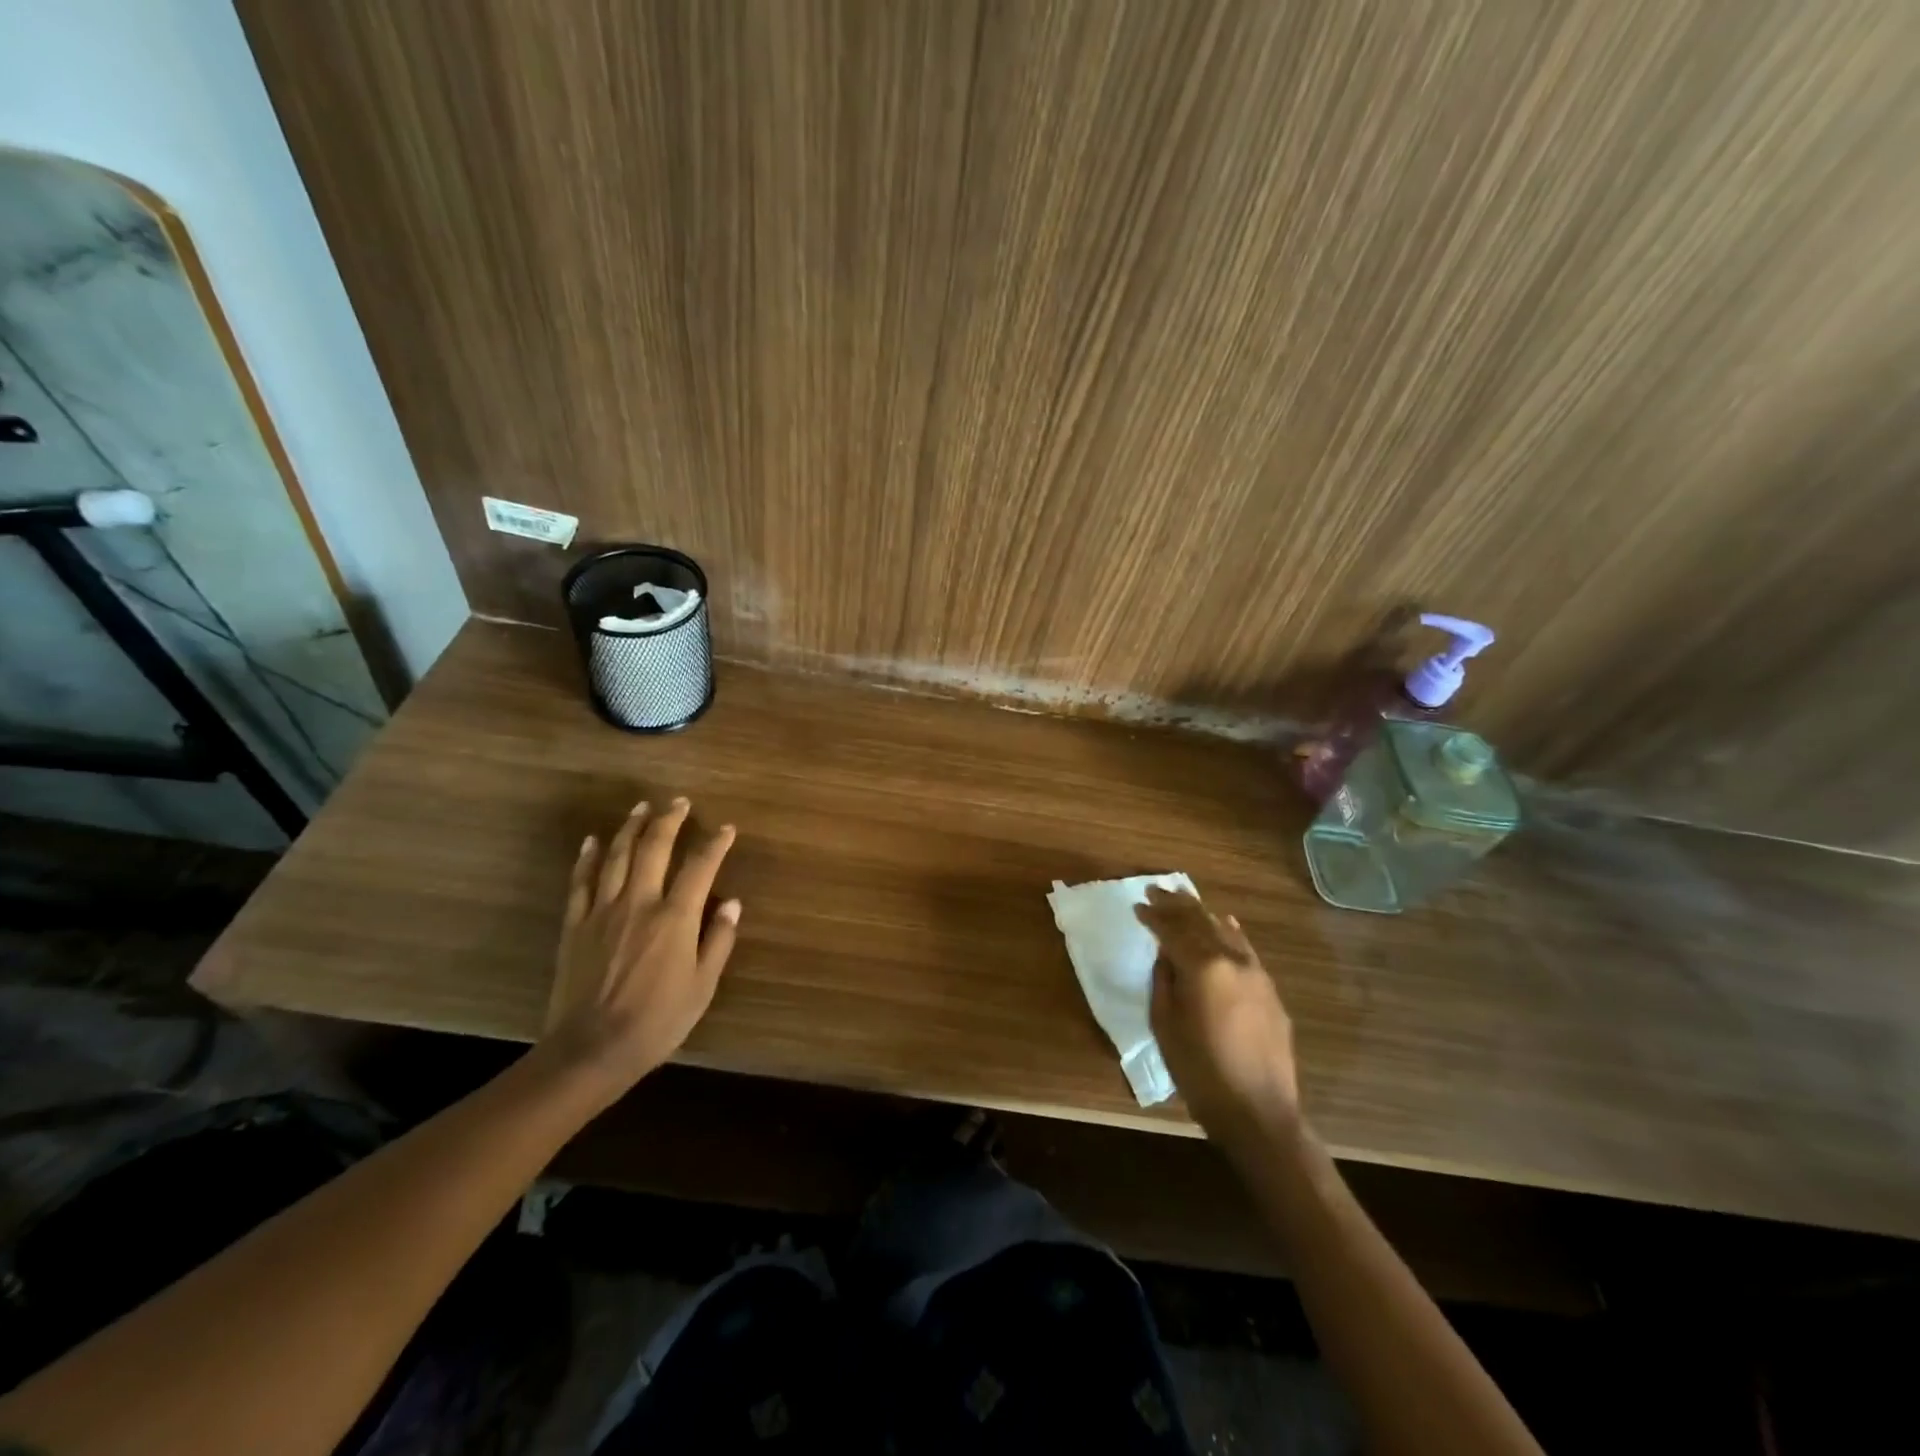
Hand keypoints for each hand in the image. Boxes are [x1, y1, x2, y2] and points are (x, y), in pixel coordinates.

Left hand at [542, 797, 739, 1103]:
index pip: (700, 867)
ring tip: (641, 807)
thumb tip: (732, 904)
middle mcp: (639, 903)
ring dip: (631, 827)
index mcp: (675, 918)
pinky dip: (588, 857)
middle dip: (669, 820)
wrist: (590, 1050)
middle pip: (654, 848)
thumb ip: (718, 941)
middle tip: (679, 802)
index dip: (716, 844)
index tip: (727, 828)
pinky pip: (580, 882)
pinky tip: (593, 841)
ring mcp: (602, 911)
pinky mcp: (575, 925)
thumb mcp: (702, 987)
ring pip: (617, 856)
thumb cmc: (656, 1022)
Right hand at [1135, 886, 1300, 1147]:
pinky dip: (1229, 931)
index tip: (1137, 906)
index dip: (1153, 916)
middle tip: (1156, 890)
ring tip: (1183, 899)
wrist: (1258, 1112)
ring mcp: (1255, 972)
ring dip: (1201, 913)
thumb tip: (1166, 955)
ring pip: (1224, 930)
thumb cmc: (1200, 1071)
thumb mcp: (1166, 1025)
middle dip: (1176, 904)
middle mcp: (1231, 960)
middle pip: (1199, 921)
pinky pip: (1244, 948)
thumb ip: (1164, 981)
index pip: (1172, 930)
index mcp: (1202, 967)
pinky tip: (1224, 923)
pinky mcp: (1269, 989)